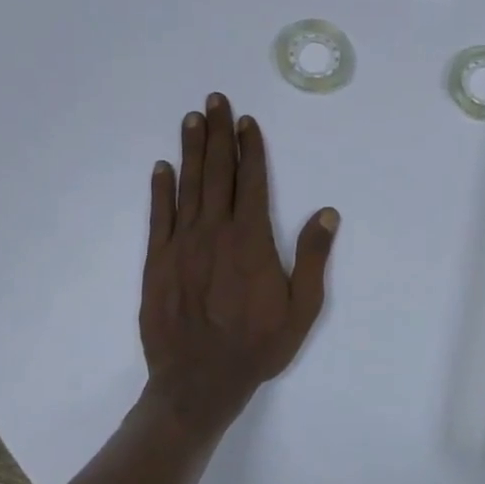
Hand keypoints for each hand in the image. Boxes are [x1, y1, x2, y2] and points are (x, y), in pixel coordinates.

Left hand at [139, 93, 338, 439]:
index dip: (250, 149)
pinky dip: (160, 190)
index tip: (247, 121)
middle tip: (215, 100)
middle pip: (217, 173)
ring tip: (192, 119)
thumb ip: (312, 258)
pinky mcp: (157, 263)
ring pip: (188, 187)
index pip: (252, 182)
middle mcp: (214, 233)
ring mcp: (181, 246)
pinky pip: (159, 217)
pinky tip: (162, 167)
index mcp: (251, 241)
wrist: (198, 383)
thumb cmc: (258, 346)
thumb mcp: (301, 308)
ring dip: (191, 151)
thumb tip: (327, 213)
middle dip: (218, 134)